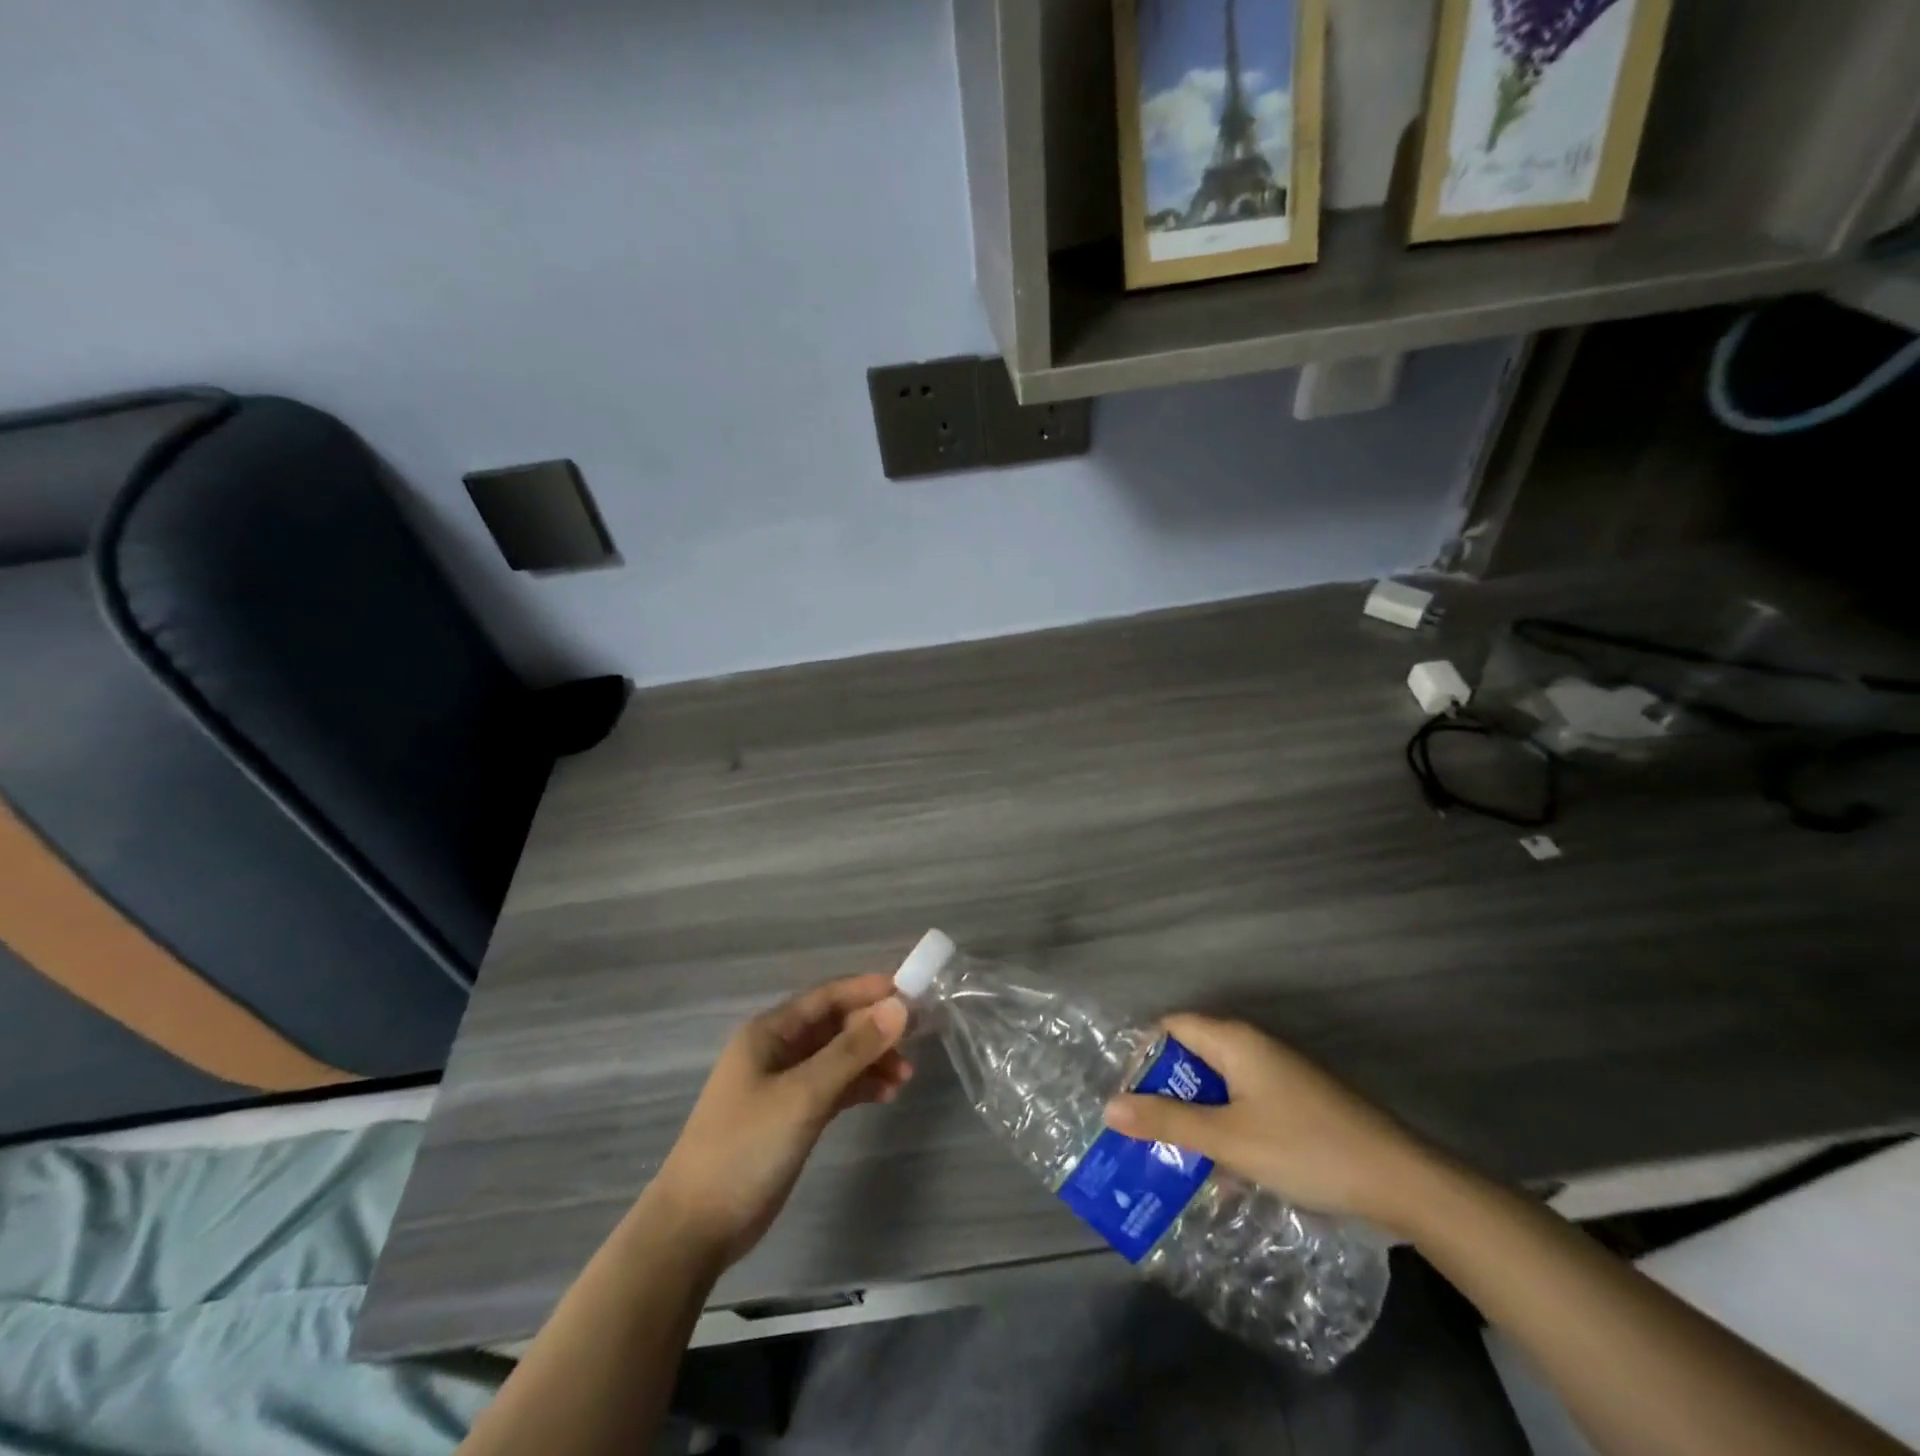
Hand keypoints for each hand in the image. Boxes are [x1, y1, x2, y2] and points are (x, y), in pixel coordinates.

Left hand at [650, 974, 911, 1266]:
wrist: (696, 1227)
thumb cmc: (746, 1146)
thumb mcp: (804, 1094)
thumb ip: (853, 1050)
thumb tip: (899, 1006)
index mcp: (770, 1032)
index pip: (826, 996)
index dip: (867, 990)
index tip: (910, 992)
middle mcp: (777, 1051)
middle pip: (835, 1026)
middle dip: (874, 1029)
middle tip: (917, 1038)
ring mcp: (784, 1085)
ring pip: (837, 1058)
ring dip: (871, 1060)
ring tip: (906, 1076)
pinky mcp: (791, 1117)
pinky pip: (833, 1088)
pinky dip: (859, 1087)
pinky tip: (886, 1096)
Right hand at [1103, 1013, 1434, 1231]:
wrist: (1402, 1181)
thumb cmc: (1305, 1148)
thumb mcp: (1228, 1139)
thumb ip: (1167, 1121)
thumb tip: (1109, 1106)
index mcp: (1234, 1041)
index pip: (1171, 1027)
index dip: (1143, 1056)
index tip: (1125, 1097)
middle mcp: (1254, 1048)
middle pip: (1194, 1059)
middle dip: (1166, 1096)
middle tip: (1141, 1135)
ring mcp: (1279, 1076)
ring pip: (1220, 1089)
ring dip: (1197, 1121)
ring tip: (1172, 1162)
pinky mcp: (1298, 1104)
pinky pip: (1246, 1108)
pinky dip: (1228, 1133)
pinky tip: (1223, 1178)